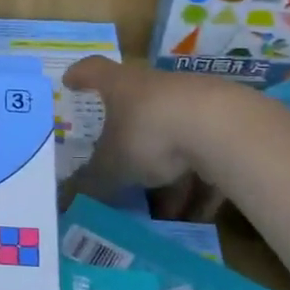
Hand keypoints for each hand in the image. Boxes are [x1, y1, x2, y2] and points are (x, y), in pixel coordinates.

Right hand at [61, 55, 236, 212]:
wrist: (223, 128)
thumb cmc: (150, 134)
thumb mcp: (111, 166)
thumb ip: (90, 183)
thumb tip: (64, 201)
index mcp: (121, 87)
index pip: (94, 71)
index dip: (80, 76)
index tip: (70, 81)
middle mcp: (156, 88)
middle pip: (137, 111)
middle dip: (129, 144)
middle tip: (119, 173)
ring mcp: (193, 104)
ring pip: (174, 141)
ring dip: (168, 177)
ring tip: (163, 213)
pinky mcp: (225, 125)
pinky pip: (205, 160)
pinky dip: (199, 187)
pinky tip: (197, 217)